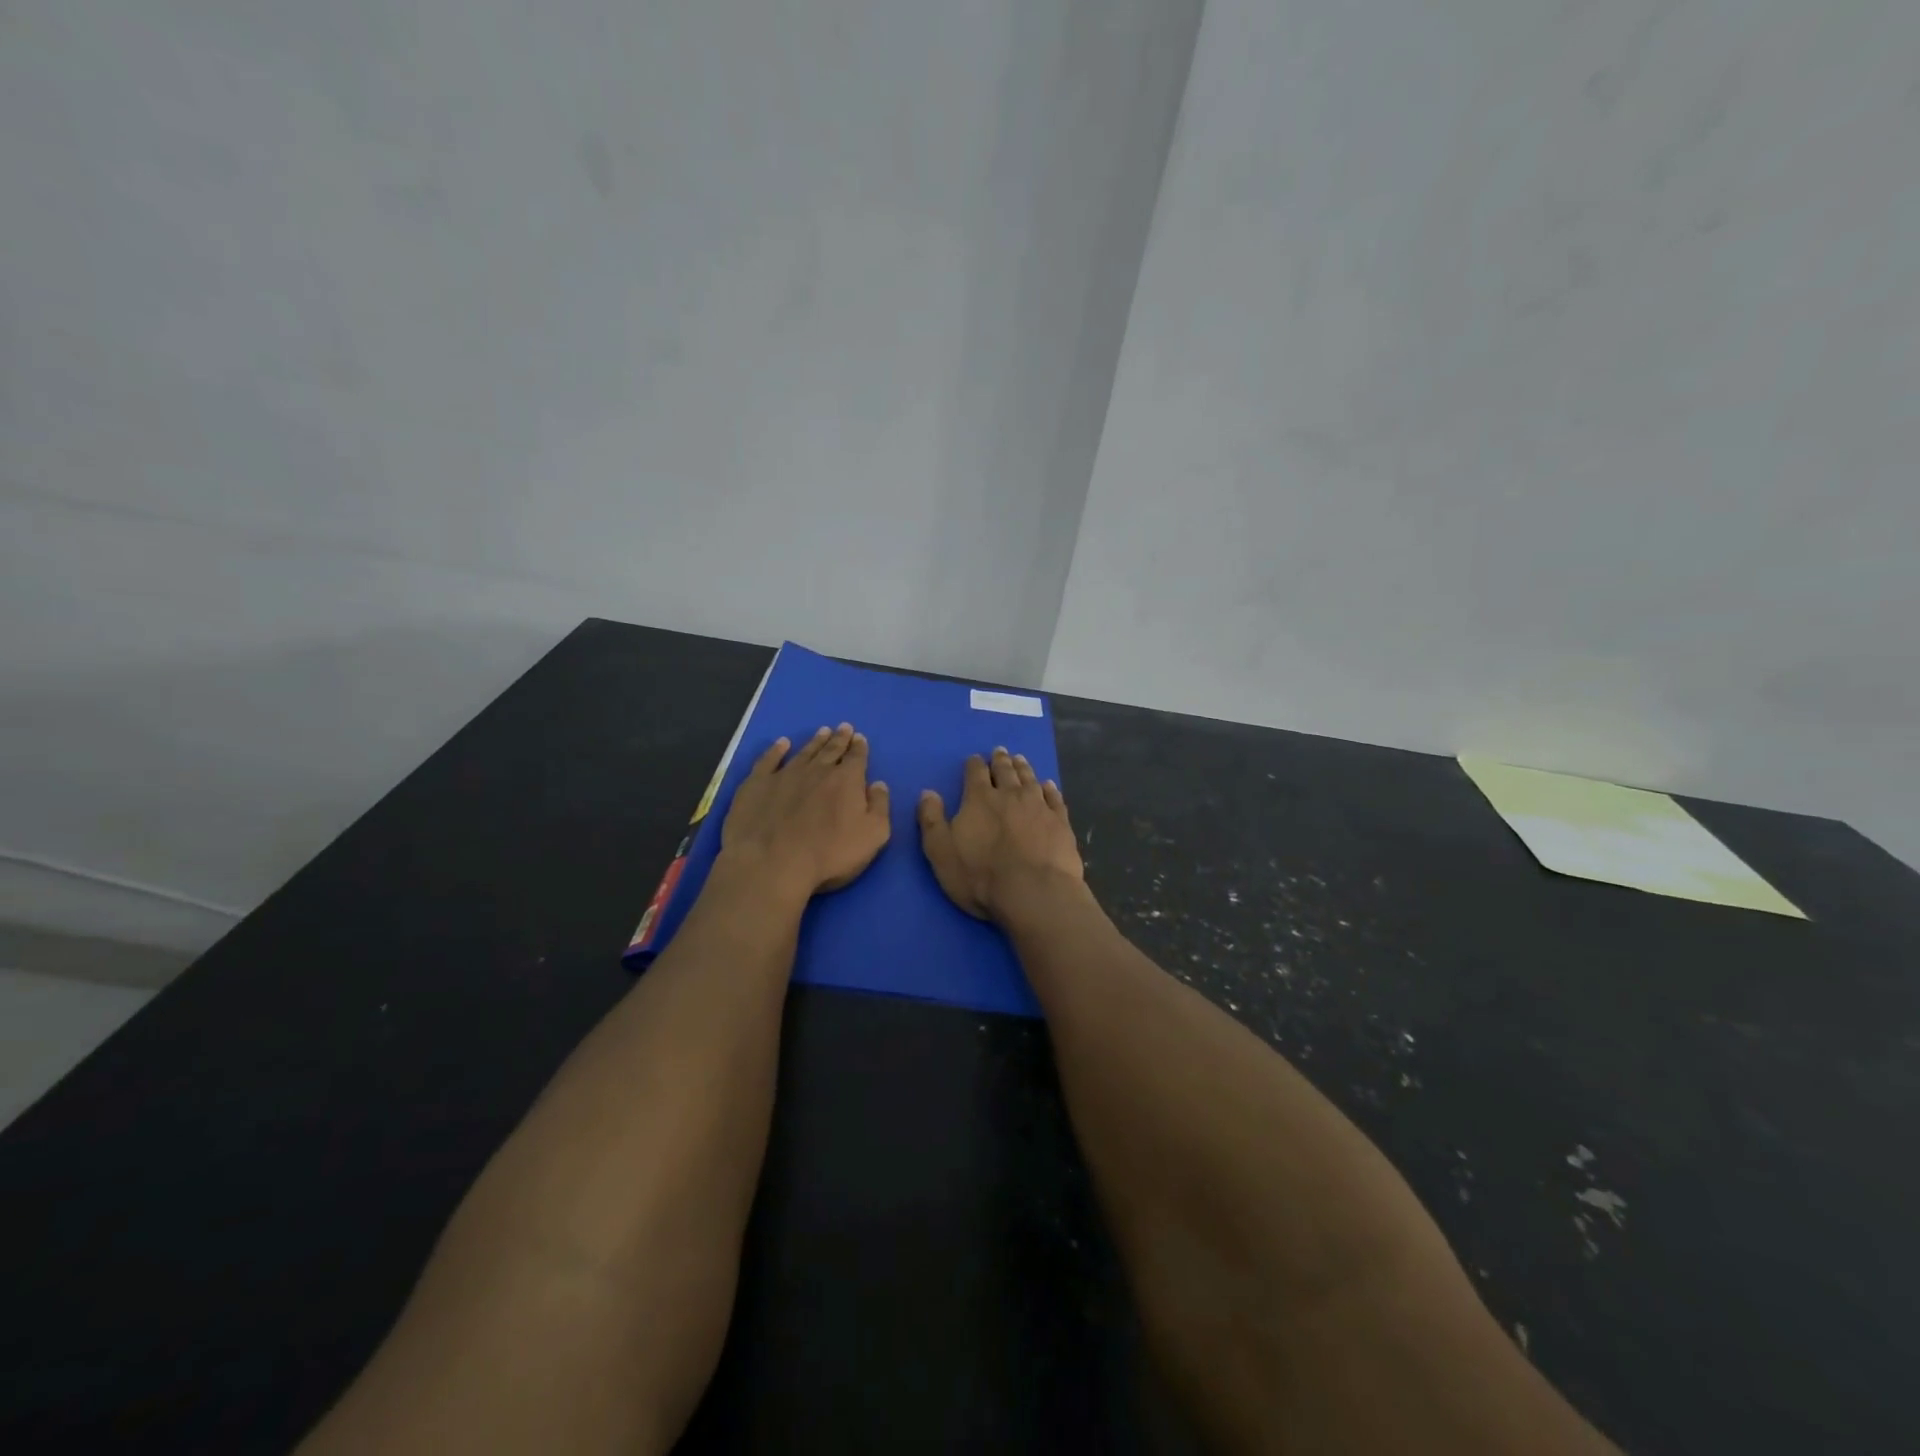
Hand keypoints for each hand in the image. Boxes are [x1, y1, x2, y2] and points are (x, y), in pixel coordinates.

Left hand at [721, 724, 890, 899]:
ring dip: (815, 741)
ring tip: (822, 731)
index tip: (859, 738)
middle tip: (844, 728)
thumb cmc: (829, 854)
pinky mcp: (757, 784)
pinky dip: (776, 750)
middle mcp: (817, 770)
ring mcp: (785, 774)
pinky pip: (769, 760)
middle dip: (839, 738)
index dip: (859, 748)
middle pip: (831, 750)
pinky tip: (781, 744)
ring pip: (804, 752)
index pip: (856, 758)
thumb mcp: (872, 836)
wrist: (771, 863)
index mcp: (846, 781)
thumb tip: (878, 784)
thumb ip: (879, 807)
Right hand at [917, 747, 1083, 923]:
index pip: (975, 773)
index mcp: (979, 799)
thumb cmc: (980, 876)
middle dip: (1000, 761)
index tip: (975, 759)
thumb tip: (928, 792)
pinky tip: (1049, 785)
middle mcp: (1010, 795)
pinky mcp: (1060, 822)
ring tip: (1020, 759)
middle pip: (1005, 771)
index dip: (974, 764)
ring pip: (1030, 780)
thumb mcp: (941, 851)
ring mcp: (1038, 807)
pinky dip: (1050, 789)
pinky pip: (1054, 798)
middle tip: (1000, 752)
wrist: (1033, 892)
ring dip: (1023, 768)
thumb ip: (932, 820)